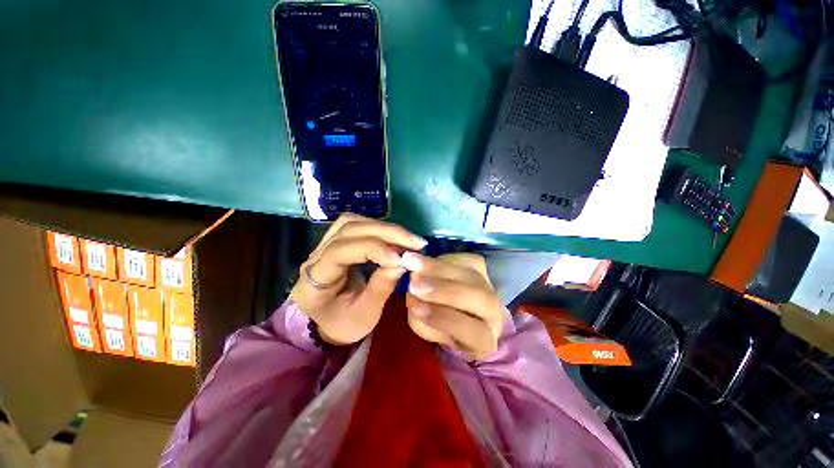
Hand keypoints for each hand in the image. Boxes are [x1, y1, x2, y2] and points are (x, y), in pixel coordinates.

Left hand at [289, 213, 426, 344]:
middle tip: (415, 243)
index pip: (340, 252)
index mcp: (315, 281)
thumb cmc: (345, 323)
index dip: (373, 249)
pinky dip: (378, 228)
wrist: (329, 321)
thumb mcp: (366, 314)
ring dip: (383, 227)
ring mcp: (323, 245)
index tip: (401, 258)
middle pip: (348, 229)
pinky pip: (356, 224)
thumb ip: (382, 287)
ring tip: (407, 239)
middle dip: (386, 233)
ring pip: (352, 222)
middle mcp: (315, 256)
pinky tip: (394, 238)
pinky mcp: (336, 241)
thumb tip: (403, 262)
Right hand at [402, 252, 504, 359]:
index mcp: (483, 341)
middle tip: (414, 283)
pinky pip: (463, 258)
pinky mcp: (481, 265)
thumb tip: (414, 298)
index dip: (443, 318)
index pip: (471, 332)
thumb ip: (422, 320)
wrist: (455, 308)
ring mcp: (489, 286)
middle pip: (477, 298)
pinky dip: (441, 259)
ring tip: (412, 263)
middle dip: (443, 289)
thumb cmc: (440, 326)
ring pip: (469, 274)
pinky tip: (424, 260)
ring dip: (438, 268)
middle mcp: (493, 313)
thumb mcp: (430, 332)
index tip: (415, 307)